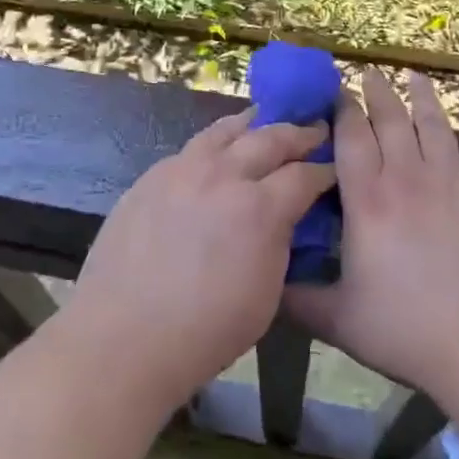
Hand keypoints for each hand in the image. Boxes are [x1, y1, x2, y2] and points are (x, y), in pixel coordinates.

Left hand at [66, 110, 333, 411]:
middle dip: (298, 133)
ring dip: (254, 124)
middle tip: (315, 129)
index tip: (335, 167)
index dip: (324, 170)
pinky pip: (192, 148)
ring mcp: (183, 169)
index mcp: (259, 208)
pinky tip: (218, 152)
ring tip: (266, 121)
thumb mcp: (266, 294)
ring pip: (226, 130)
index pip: (304, 175)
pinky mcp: (152, 175)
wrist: (123, 336)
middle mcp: (223, 175)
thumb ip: (279, 243)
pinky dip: (216, 143)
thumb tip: (283, 217)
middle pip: (270, 138)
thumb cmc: (204, 332)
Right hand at [284, 71, 458, 412]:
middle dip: (377, 92)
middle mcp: (406, 178)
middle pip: (390, 121)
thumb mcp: (340, 321)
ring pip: (433, 124)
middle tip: (369, 72)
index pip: (351, 138)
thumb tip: (264, 284)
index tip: (336, 91)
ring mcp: (452, 182)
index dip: (342, 110)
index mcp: (367, 202)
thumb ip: (298, 298)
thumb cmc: (410, 333)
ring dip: (421, 96)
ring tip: (413, 74)